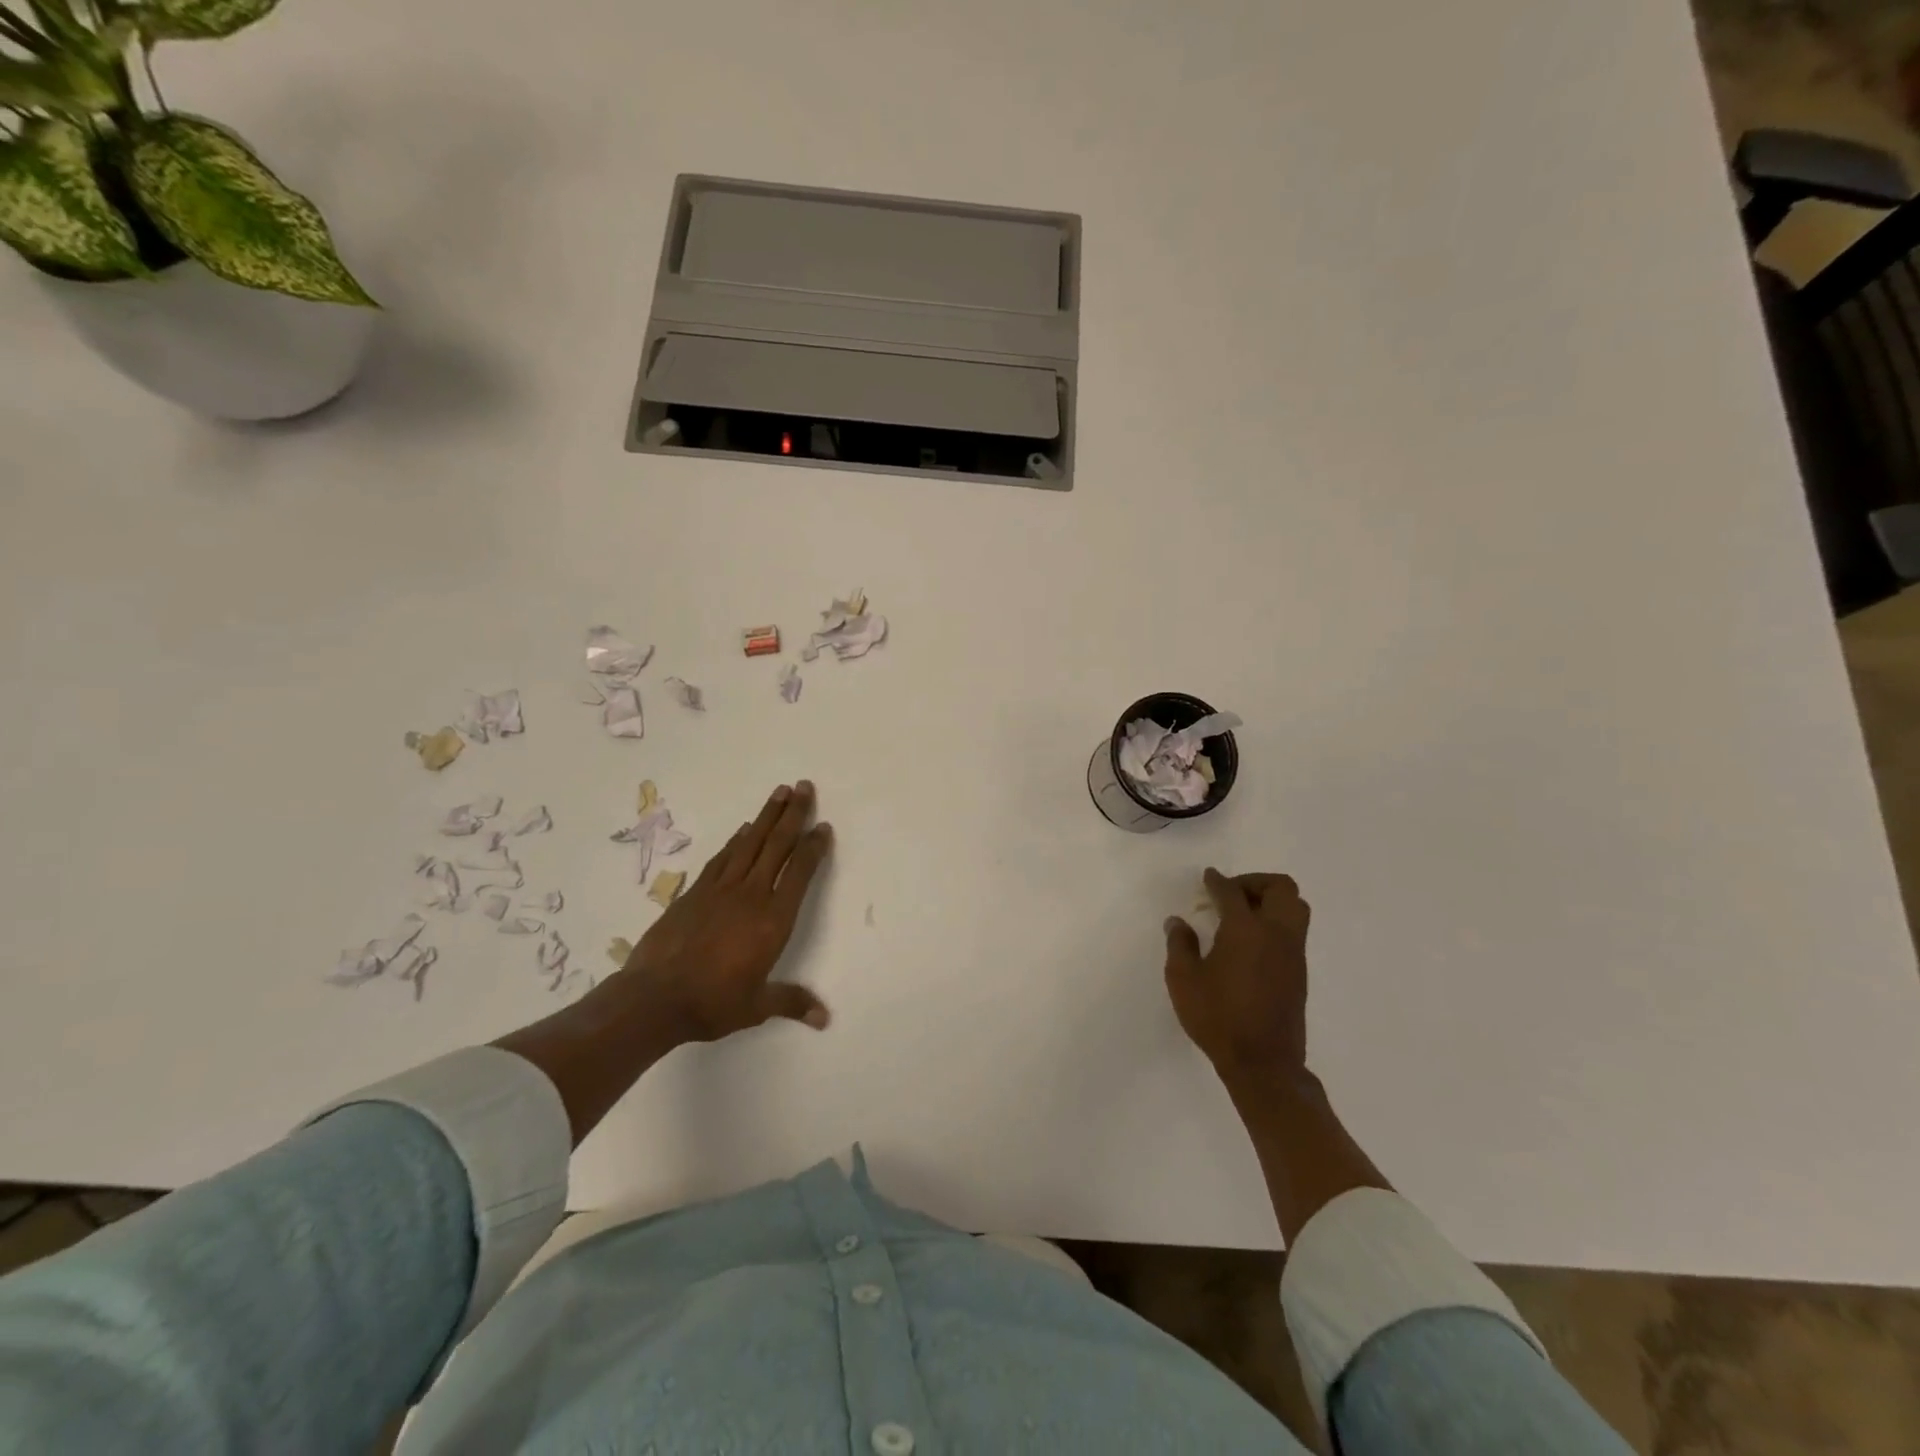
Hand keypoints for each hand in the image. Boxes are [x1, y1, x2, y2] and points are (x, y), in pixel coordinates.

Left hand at [620, 781, 833, 1043]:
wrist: (654, 999)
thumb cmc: (712, 1003)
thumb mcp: (756, 1007)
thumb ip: (791, 1002)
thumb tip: (824, 1018)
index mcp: (773, 920)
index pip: (799, 873)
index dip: (813, 847)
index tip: (823, 826)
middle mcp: (751, 895)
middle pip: (776, 845)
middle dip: (793, 814)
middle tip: (804, 787)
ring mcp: (720, 890)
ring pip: (750, 843)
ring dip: (766, 816)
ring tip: (779, 792)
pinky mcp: (695, 892)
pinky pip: (723, 857)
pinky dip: (736, 840)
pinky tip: (744, 829)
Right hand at [1163, 869, 1310, 1083]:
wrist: (1264, 1063)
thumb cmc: (1218, 1018)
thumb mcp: (1183, 980)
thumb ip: (1180, 945)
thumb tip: (1177, 922)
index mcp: (1246, 929)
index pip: (1232, 891)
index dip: (1217, 881)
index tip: (1207, 878)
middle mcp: (1276, 933)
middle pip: (1280, 888)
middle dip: (1255, 883)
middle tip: (1230, 894)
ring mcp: (1293, 953)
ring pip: (1295, 908)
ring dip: (1271, 901)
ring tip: (1243, 915)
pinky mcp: (1299, 972)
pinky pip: (1294, 931)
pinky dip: (1276, 923)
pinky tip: (1251, 942)